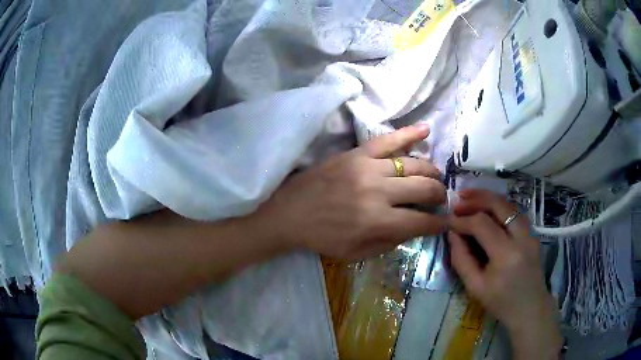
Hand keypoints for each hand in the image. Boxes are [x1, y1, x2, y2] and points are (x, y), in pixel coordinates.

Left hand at [255, 124, 446, 259]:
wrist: (289, 213)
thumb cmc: (322, 238)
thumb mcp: (357, 253)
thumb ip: (391, 242)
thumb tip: (416, 226)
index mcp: (378, 222)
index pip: (422, 221)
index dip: (438, 224)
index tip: (444, 222)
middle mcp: (379, 192)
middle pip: (424, 188)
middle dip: (439, 196)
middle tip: (440, 199)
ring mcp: (368, 168)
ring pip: (414, 164)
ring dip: (431, 172)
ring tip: (434, 178)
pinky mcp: (357, 153)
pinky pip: (388, 140)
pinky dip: (409, 134)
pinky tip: (426, 130)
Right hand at [448, 189, 561, 359]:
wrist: (529, 308)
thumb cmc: (501, 302)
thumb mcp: (475, 287)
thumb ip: (461, 259)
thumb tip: (452, 234)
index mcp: (506, 254)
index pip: (482, 224)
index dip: (462, 220)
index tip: (448, 221)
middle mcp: (521, 237)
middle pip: (499, 205)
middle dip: (476, 198)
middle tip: (458, 199)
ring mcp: (530, 233)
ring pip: (509, 204)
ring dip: (489, 198)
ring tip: (471, 198)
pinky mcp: (532, 233)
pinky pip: (515, 213)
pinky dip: (499, 206)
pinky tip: (488, 209)